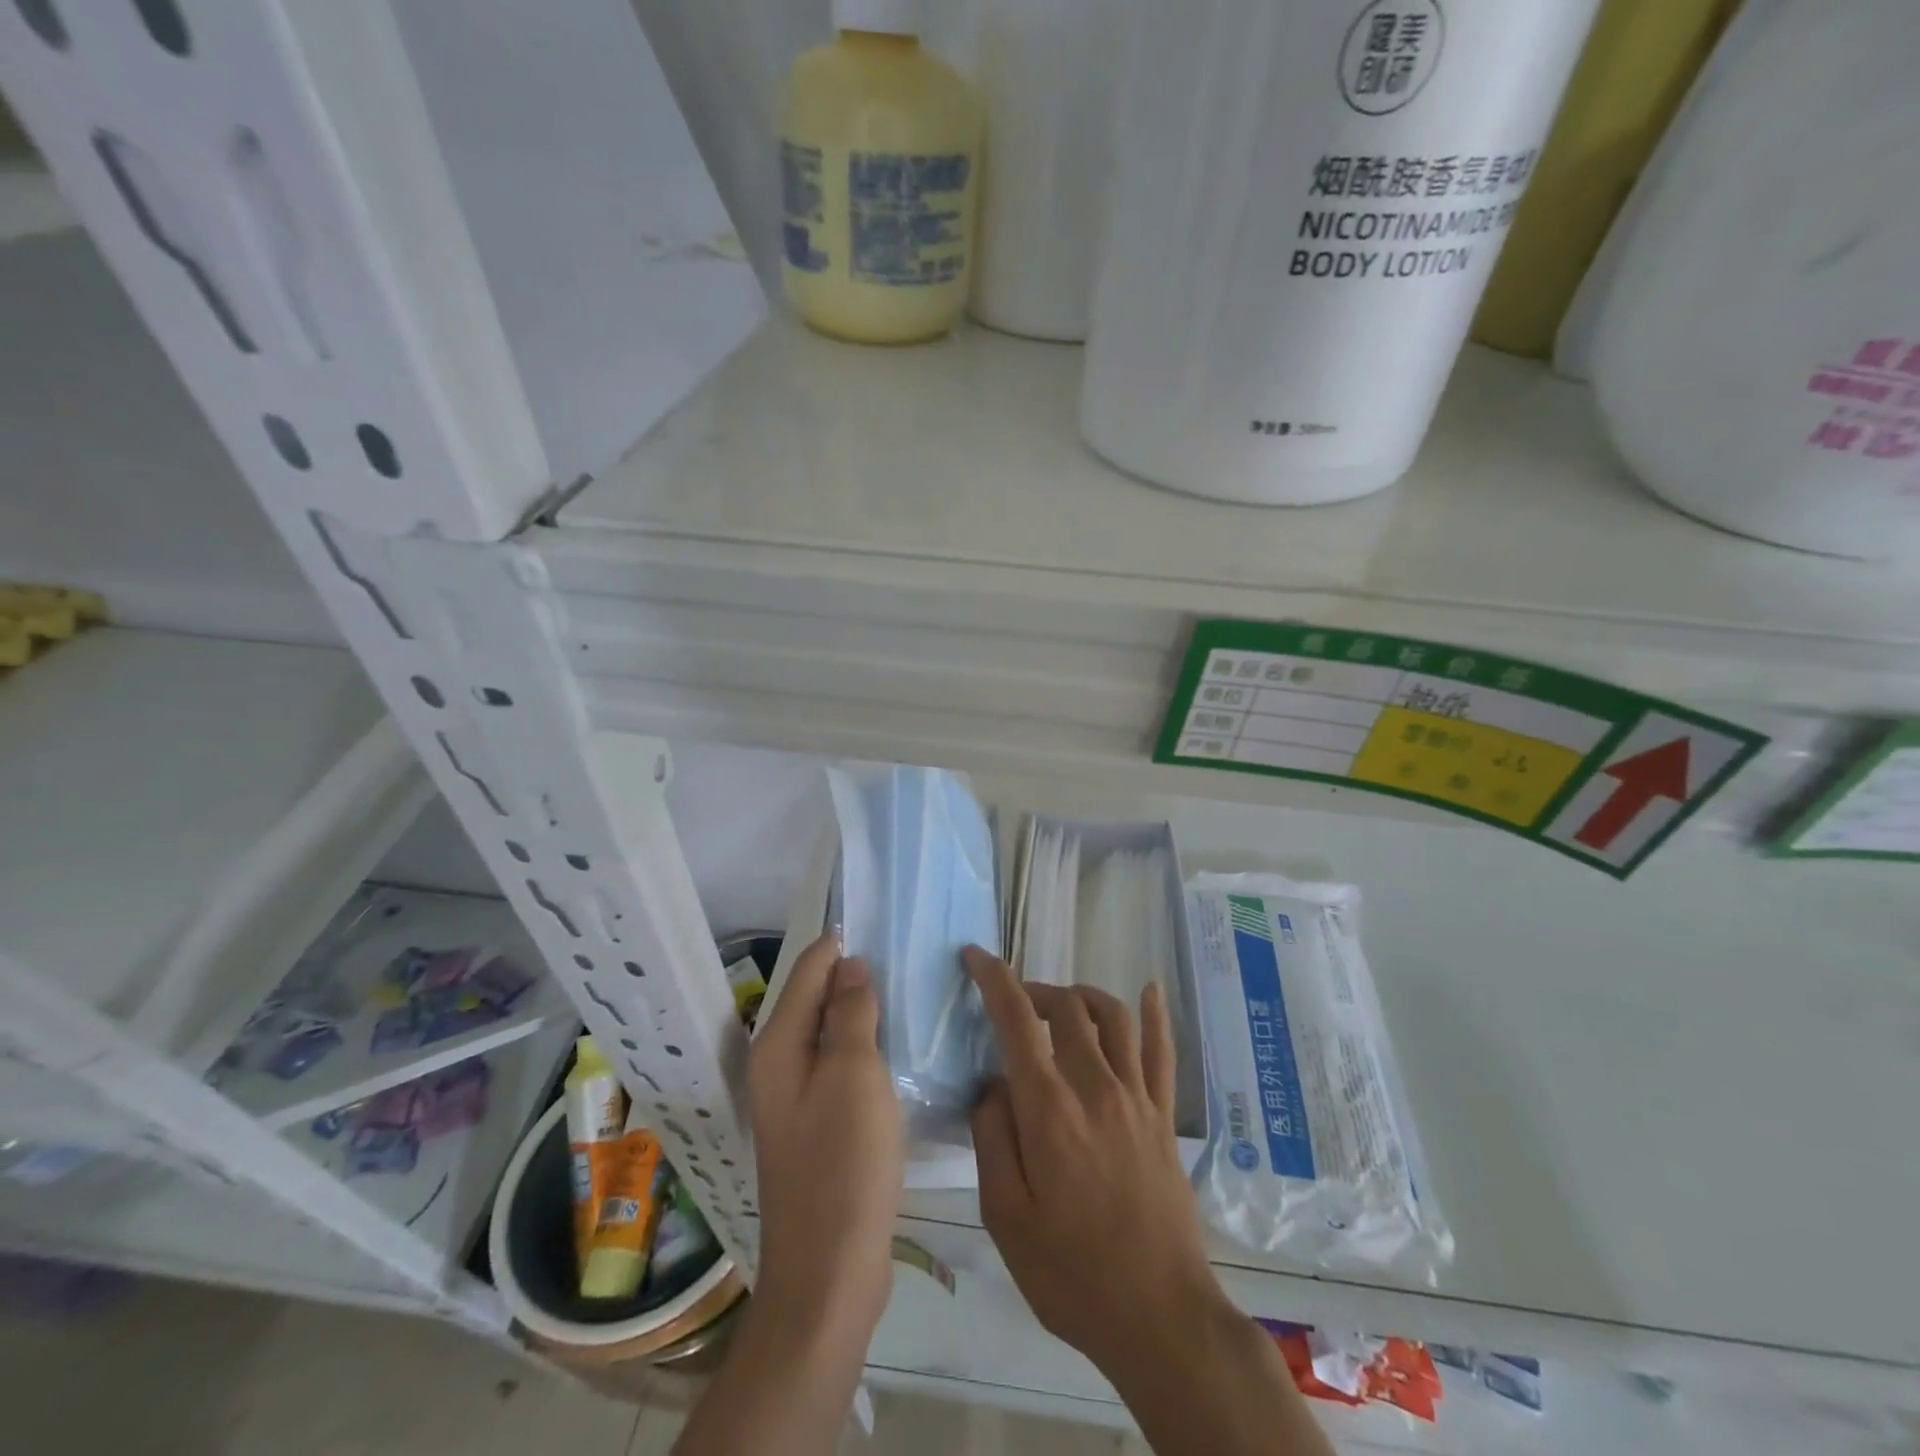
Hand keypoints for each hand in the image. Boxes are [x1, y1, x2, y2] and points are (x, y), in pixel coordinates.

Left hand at [748, 932, 903, 1338]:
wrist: (831, 1272)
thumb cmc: (843, 1164)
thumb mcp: (853, 1074)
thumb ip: (850, 1012)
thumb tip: (850, 963)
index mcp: (777, 1046)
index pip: (808, 970)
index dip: (841, 943)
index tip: (881, 921)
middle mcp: (779, 1066)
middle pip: (816, 999)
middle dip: (853, 974)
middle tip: (903, 952)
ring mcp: (798, 1099)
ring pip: (831, 1034)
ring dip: (862, 1011)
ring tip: (906, 989)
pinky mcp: (819, 1126)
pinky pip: (841, 1067)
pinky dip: (865, 1048)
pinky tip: (897, 1046)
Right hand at [965, 946, 1228, 1379]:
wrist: (1160, 1318)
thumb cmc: (1071, 1274)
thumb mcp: (1005, 1217)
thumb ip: (992, 1138)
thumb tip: (992, 1084)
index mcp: (1050, 1109)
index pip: (1018, 1020)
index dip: (994, 979)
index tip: (975, 956)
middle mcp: (1096, 1087)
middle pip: (1067, 1007)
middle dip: (1034, 990)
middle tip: (1013, 1002)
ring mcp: (1137, 1099)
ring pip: (1114, 1016)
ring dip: (1082, 995)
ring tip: (1061, 1003)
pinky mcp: (1165, 1117)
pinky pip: (1163, 1051)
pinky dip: (1156, 1014)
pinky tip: (1151, 989)